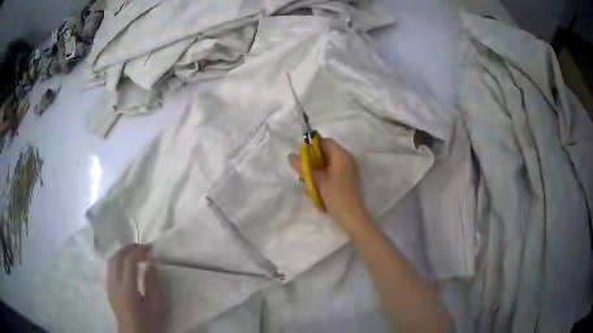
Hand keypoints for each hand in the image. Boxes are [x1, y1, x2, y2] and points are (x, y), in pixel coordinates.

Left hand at [107, 244, 162, 332]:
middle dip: (128, 248)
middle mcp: (114, 285)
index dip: (138, 251)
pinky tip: (125, 265)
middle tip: (141, 247)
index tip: (149, 248)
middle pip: (116, 258)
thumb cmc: (149, 323)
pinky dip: (118, 261)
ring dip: (122, 253)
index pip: (129, 262)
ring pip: (111, 261)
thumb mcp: (157, 307)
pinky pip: (110, 268)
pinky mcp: (108, 288)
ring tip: (134, 253)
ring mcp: (109, 286)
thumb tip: (151, 265)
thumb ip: (154, 285)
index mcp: (128, 291)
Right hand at [289, 138, 367, 231]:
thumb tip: (291, 156)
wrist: (350, 215)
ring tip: (306, 183)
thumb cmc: (335, 195)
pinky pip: (330, 174)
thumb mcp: (316, 180)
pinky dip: (321, 179)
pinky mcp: (344, 181)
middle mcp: (346, 160)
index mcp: (341, 155)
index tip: (301, 157)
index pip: (325, 142)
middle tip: (301, 171)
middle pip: (325, 153)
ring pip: (326, 165)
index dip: (311, 146)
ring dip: (315, 172)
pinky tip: (313, 190)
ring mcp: (346, 171)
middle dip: (311, 161)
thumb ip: (303, 166)